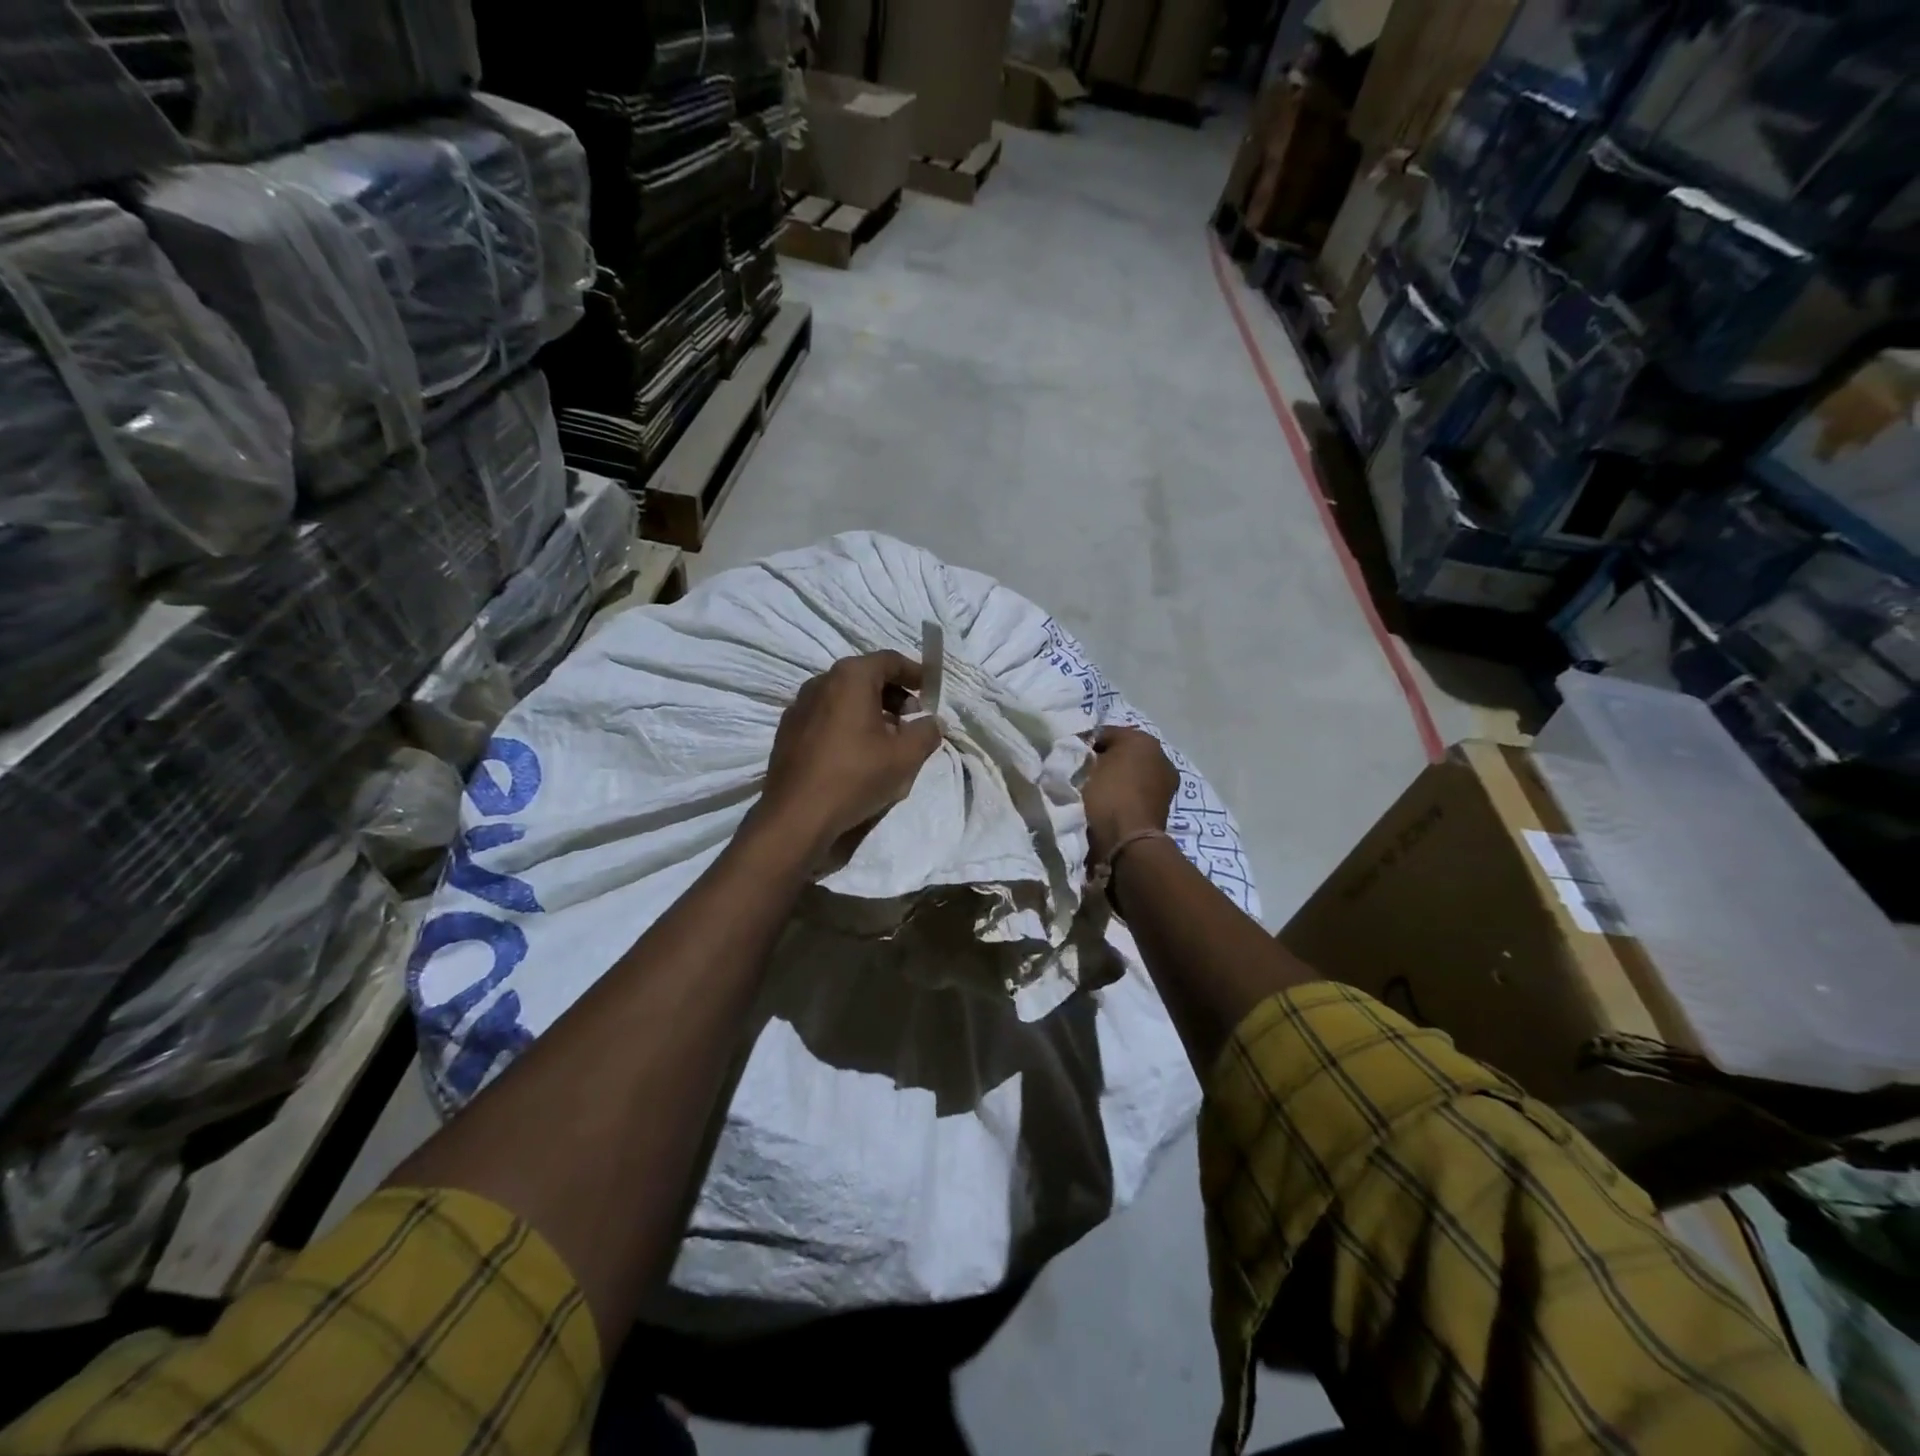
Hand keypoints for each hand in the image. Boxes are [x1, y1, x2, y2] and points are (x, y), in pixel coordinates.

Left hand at [757, 651, 942, 853]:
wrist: (796, 816)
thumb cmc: (855, 776)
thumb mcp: (905, 756)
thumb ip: (926, 732)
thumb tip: (932, 722)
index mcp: (850, 677)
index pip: (889, 660)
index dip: (915, 672)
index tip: (930, 690)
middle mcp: (820, 682)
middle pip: (865, 677)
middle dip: (893, 693)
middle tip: (912, 717)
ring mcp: (799, 706)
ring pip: (843, 698)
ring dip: (869, 711)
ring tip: (887, 739)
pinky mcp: (787, 731)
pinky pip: (825, 717)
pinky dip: (846, 724)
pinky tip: (857, 753)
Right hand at [1084, 726, 1178, 863]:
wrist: (1128, 841)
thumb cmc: (1107, 796)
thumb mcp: (1088, 766)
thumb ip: (1086, 753)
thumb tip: (1084, 753)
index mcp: (1143, 739)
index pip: (1106, 733)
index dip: (1085, 743)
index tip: (1069, 756)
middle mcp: (1160, 756)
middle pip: (1123, 752)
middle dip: (1104, 760)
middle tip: (1082, 773)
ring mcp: (1165, 783)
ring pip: (1131, 772)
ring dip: (1115, 778)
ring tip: (1094, 791)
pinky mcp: (1165, 806)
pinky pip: (1137, 792)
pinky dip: (1124, 795)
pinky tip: (1109, 804)